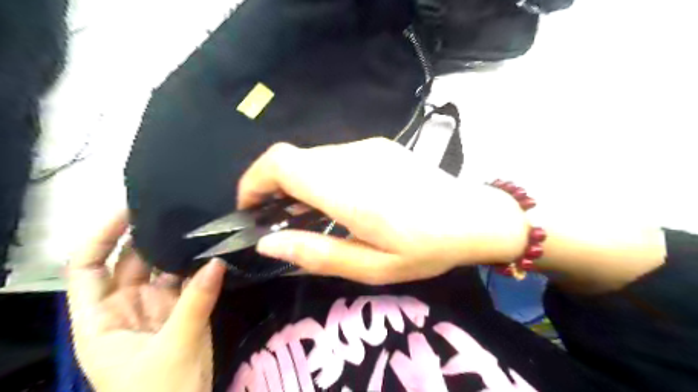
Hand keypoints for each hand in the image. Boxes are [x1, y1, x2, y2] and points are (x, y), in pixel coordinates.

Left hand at [65, 211, 224, 390]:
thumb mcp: (174, 347)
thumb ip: (196, 302)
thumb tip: (217, 260)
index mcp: (101, 319)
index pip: (88, 268)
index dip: (102, 237)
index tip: (129, 211)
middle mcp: (125, 307)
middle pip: (130, 262)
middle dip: (148, 236)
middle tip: (178, 211)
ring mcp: (156, 308)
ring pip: (162, 270)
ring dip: (178, 251)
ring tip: (199, 226)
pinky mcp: (182, 312)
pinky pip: (187, 283)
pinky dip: (198, 269)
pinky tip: (212, 251)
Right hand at [237, 138, 526, 284]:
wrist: (472, 216)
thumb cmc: (426, 249)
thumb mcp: (372, 267)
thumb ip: (317, 254)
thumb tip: (268, 242)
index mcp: (351, 192)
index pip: (282, 164)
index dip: (254, 180)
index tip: (250, 208)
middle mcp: (354, 159)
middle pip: (292, 159)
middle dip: (273, 186)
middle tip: (281, 221)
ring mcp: (368, 147)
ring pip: (312, 158)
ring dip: (299, 183)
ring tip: (312, 215)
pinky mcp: (378, 146)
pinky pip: (334, 157)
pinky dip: (321, 176)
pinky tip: (340, 200)